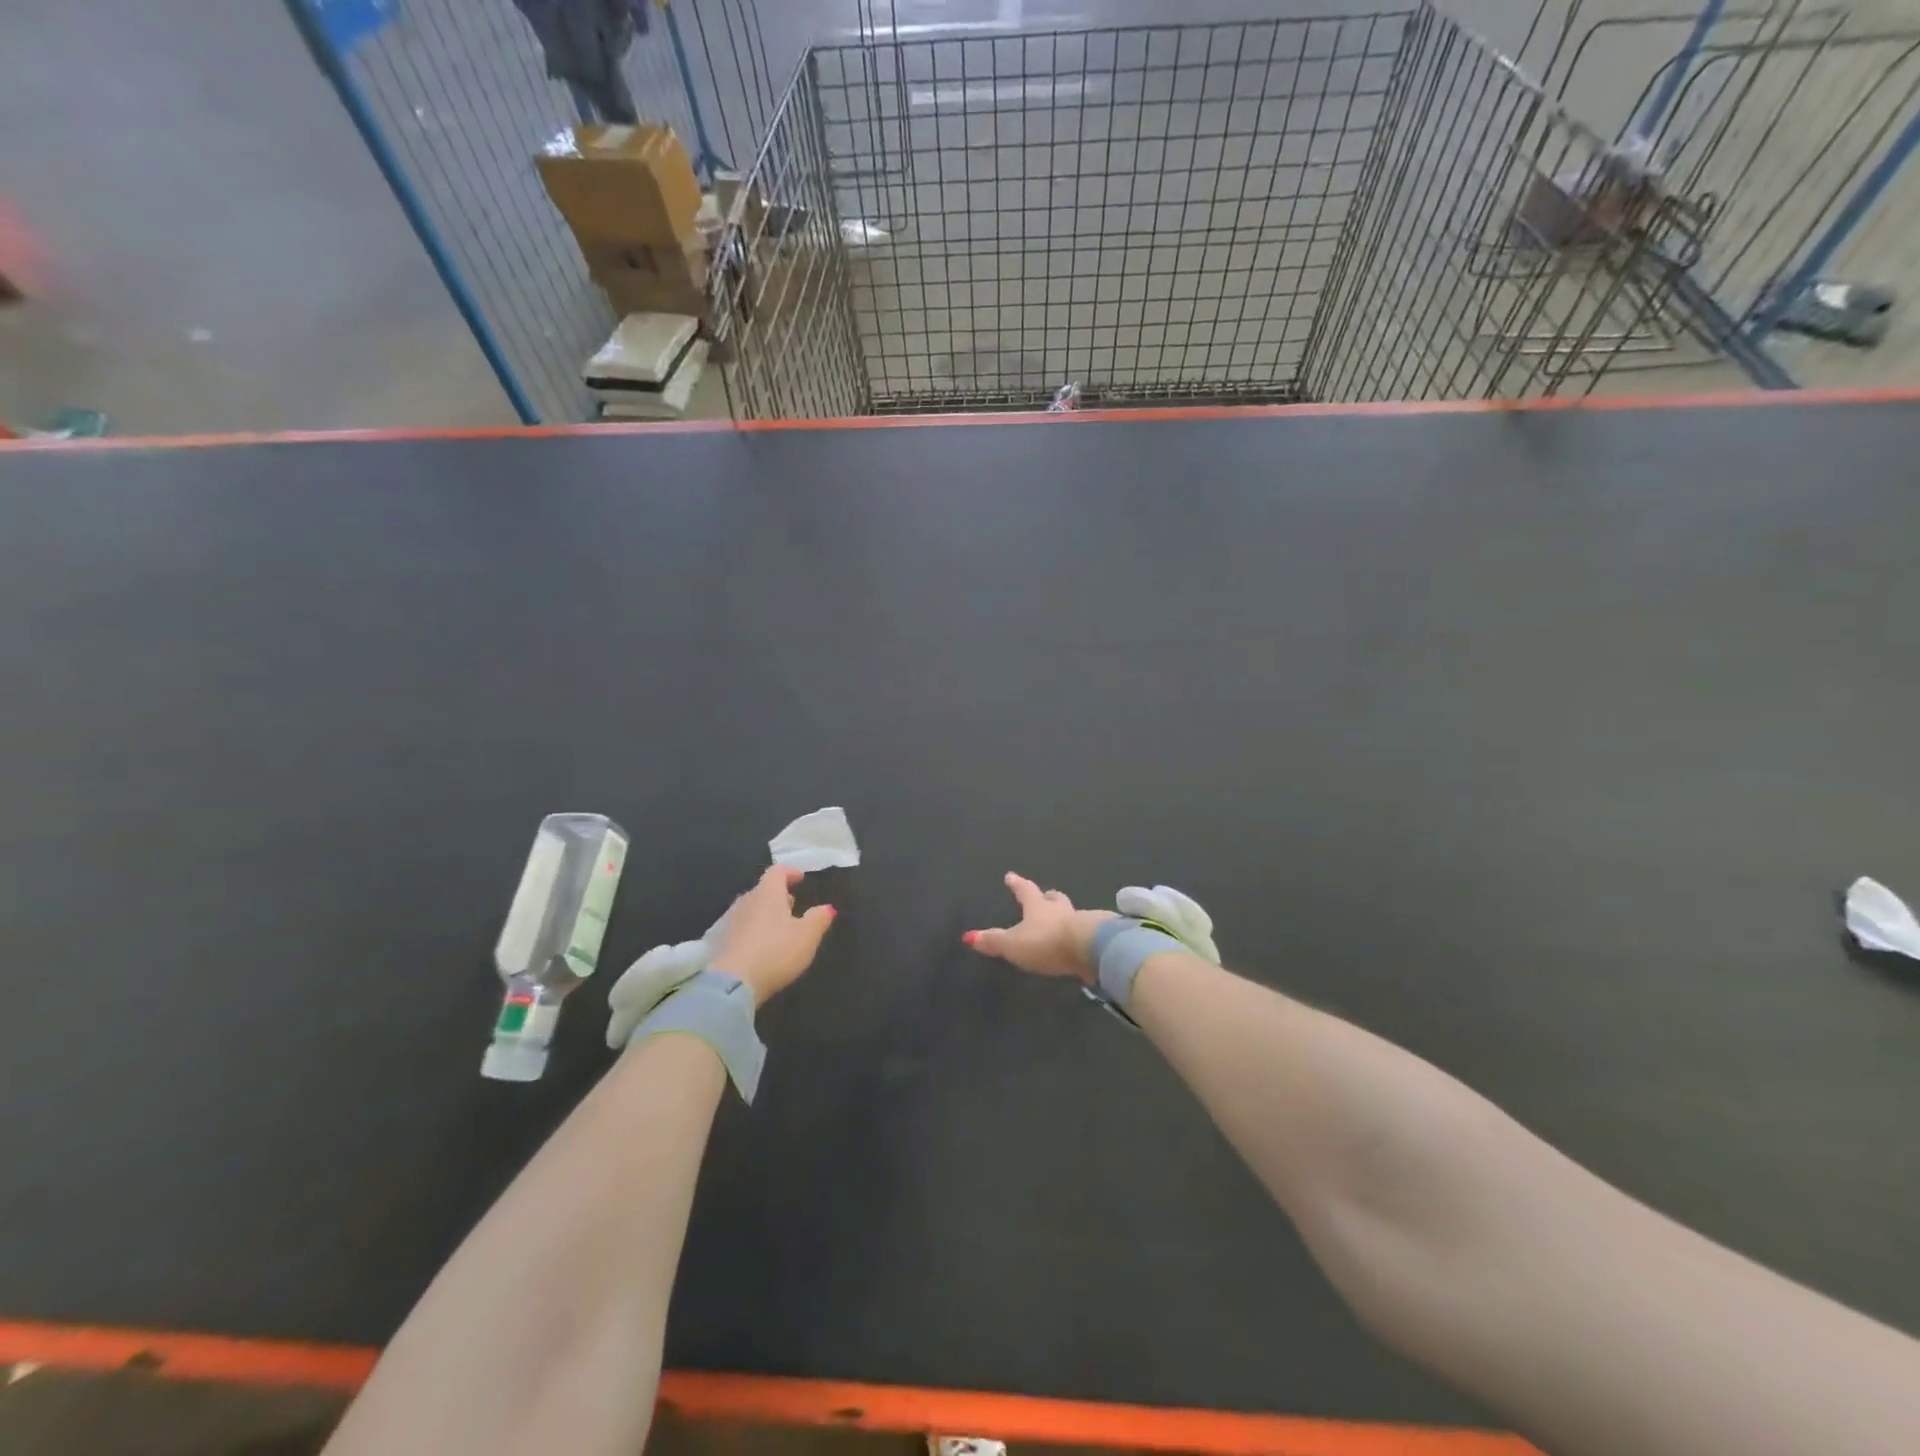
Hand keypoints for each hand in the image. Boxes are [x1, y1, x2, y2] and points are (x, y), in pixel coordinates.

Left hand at [712, 865, 835, 1005]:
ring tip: (780, 926)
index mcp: (768, 893)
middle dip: (778, 894)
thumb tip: (827, 907)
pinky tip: (763, 945)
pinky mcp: (722, 941)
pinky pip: (743, 927)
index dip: (790, 872)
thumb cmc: (776, 952)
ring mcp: (732, 921)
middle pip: (763, 889)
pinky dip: (755, 929)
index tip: (800, 879)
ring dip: (766, 913)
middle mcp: (747, 900)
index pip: (777, 871)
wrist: (733, 983)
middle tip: (793, 904)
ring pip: (752, 908)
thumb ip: (819, 918)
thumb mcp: (807, 936)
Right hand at [962, 872, 1114, 981]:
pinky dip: (1078, 934)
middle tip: (1045, 895)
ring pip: (1070, 914)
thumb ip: (993, 941)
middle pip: (1053, 899)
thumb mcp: (1013, 944)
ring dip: (1064, 915)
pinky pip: (1084, 933)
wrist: (1089, 948)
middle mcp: (1060, 910)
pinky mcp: (1095, 938)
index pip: (1025, 891)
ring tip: (1061, 920)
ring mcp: (1080, 922)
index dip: (1017, 884)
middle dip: (1048, 897)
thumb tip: (968, 936)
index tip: (1011, 875)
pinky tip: (1077, 942)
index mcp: (1038, 907)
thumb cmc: (1046, 941)